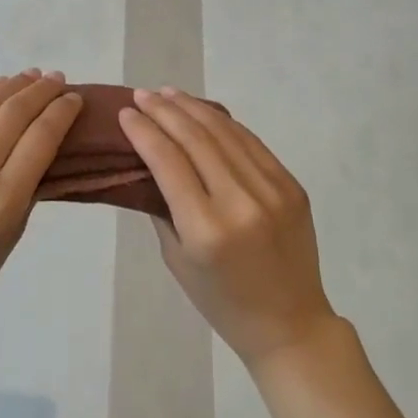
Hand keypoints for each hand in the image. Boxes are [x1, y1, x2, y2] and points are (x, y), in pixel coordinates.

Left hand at [0, 71, 83, 355]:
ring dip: (12, 84)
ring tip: (31, 76)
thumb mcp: (13, 232)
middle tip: (58, 80)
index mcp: (3, 199)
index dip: (62, 111)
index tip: (75, 98)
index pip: (41, 137)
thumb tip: (42, 143)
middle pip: (14, 112)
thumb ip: (28, 185)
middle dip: (41, 91)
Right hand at [119, 87, 338, 365]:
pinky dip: (224, 123)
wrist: (290, 324)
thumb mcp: (177, 260)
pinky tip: (204, 112)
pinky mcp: (291, 185)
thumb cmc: (222, 302)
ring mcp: (272, 190)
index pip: (168, 161)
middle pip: (195, 138)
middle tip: (142, 95)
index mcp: (206, 229)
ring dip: (192, 107)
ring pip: (225, 132)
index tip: (125, 113)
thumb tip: (149, 161)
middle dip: (164, 111)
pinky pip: (251, 142)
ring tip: (168, 93)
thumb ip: (163, 206)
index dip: (144, 131)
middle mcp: (240, 202)